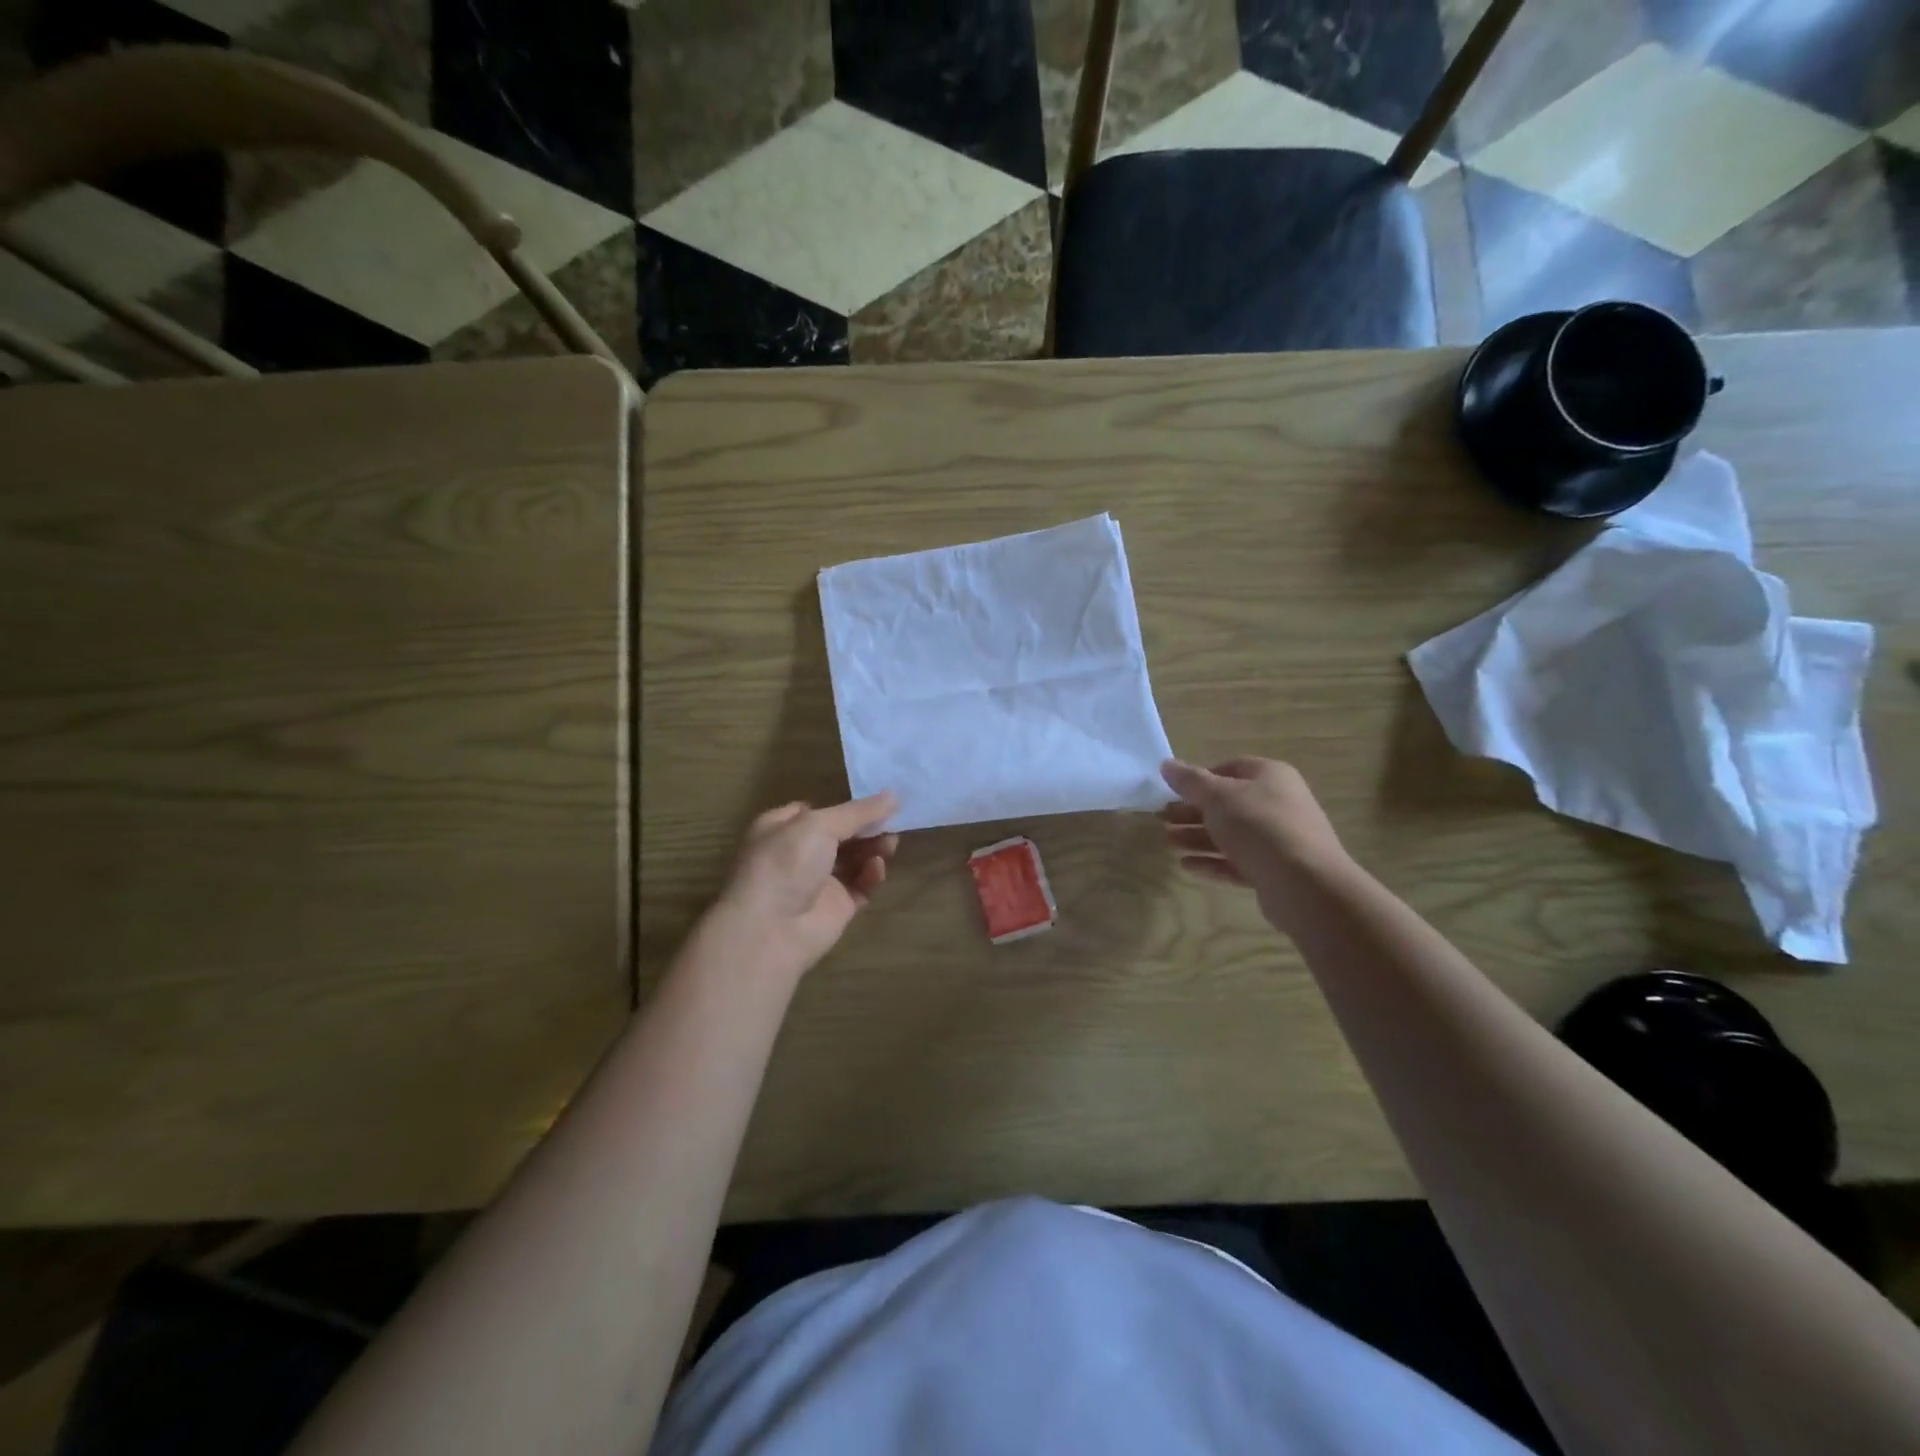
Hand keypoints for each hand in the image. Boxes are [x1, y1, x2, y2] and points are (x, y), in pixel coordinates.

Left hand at [711, 792, 899, 979]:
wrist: (771, 930)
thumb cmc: (786, 863)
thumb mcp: (819, 825)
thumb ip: (858, 812)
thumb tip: (893, 795)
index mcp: (782, 828)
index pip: (818, 810)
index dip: (845, 806)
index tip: (876, 801)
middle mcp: (799, 853)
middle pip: (841, 834)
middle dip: (866, 827)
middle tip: (892, 821)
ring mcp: (818, 881)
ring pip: (854, 859)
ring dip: (873, 848)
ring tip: (890, 843)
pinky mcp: (837, 906)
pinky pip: (861, 885)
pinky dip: (871, 875)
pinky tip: (877, 868)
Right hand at [1161, 757, 1349, 928]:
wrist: (1305, 884)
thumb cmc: (1259, 826)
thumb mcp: (1218, 797)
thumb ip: (1190, 781)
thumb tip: (1166, 764)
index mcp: (1270, 776)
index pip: (1230, 769)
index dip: (1200, 779)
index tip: (1174, 792)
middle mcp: (1277, 804)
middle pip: (1227, 804)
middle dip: (1193, 812)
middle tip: (1162, 820)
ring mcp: (1278, 839)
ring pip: (1231, 835)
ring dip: (1197, 838)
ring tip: (1169, 844)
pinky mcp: (1274, 871)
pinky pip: (1237, 862)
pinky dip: (1212, 862)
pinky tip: (1186, 866)